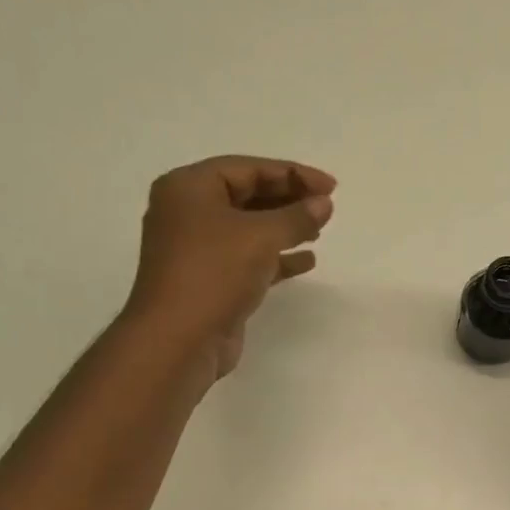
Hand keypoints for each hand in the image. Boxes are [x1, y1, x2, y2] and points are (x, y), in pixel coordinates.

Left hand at [124, 156, 336, 380]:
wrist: (179, 341)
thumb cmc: (214, 274)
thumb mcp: (260, 237)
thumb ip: (296, 217)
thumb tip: (323, 204)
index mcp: (189, 188)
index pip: (247, 169)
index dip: (292, 173)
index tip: (330, 186)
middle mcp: (188, 214)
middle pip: (247, 196)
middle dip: (288, 199)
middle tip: (326, 206)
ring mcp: (198, 250)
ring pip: (249, 229)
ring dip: (285, 228)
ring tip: (319, 230)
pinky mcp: (211, 281)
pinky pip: (249, 259)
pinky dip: (277, 258)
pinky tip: (307, 261)